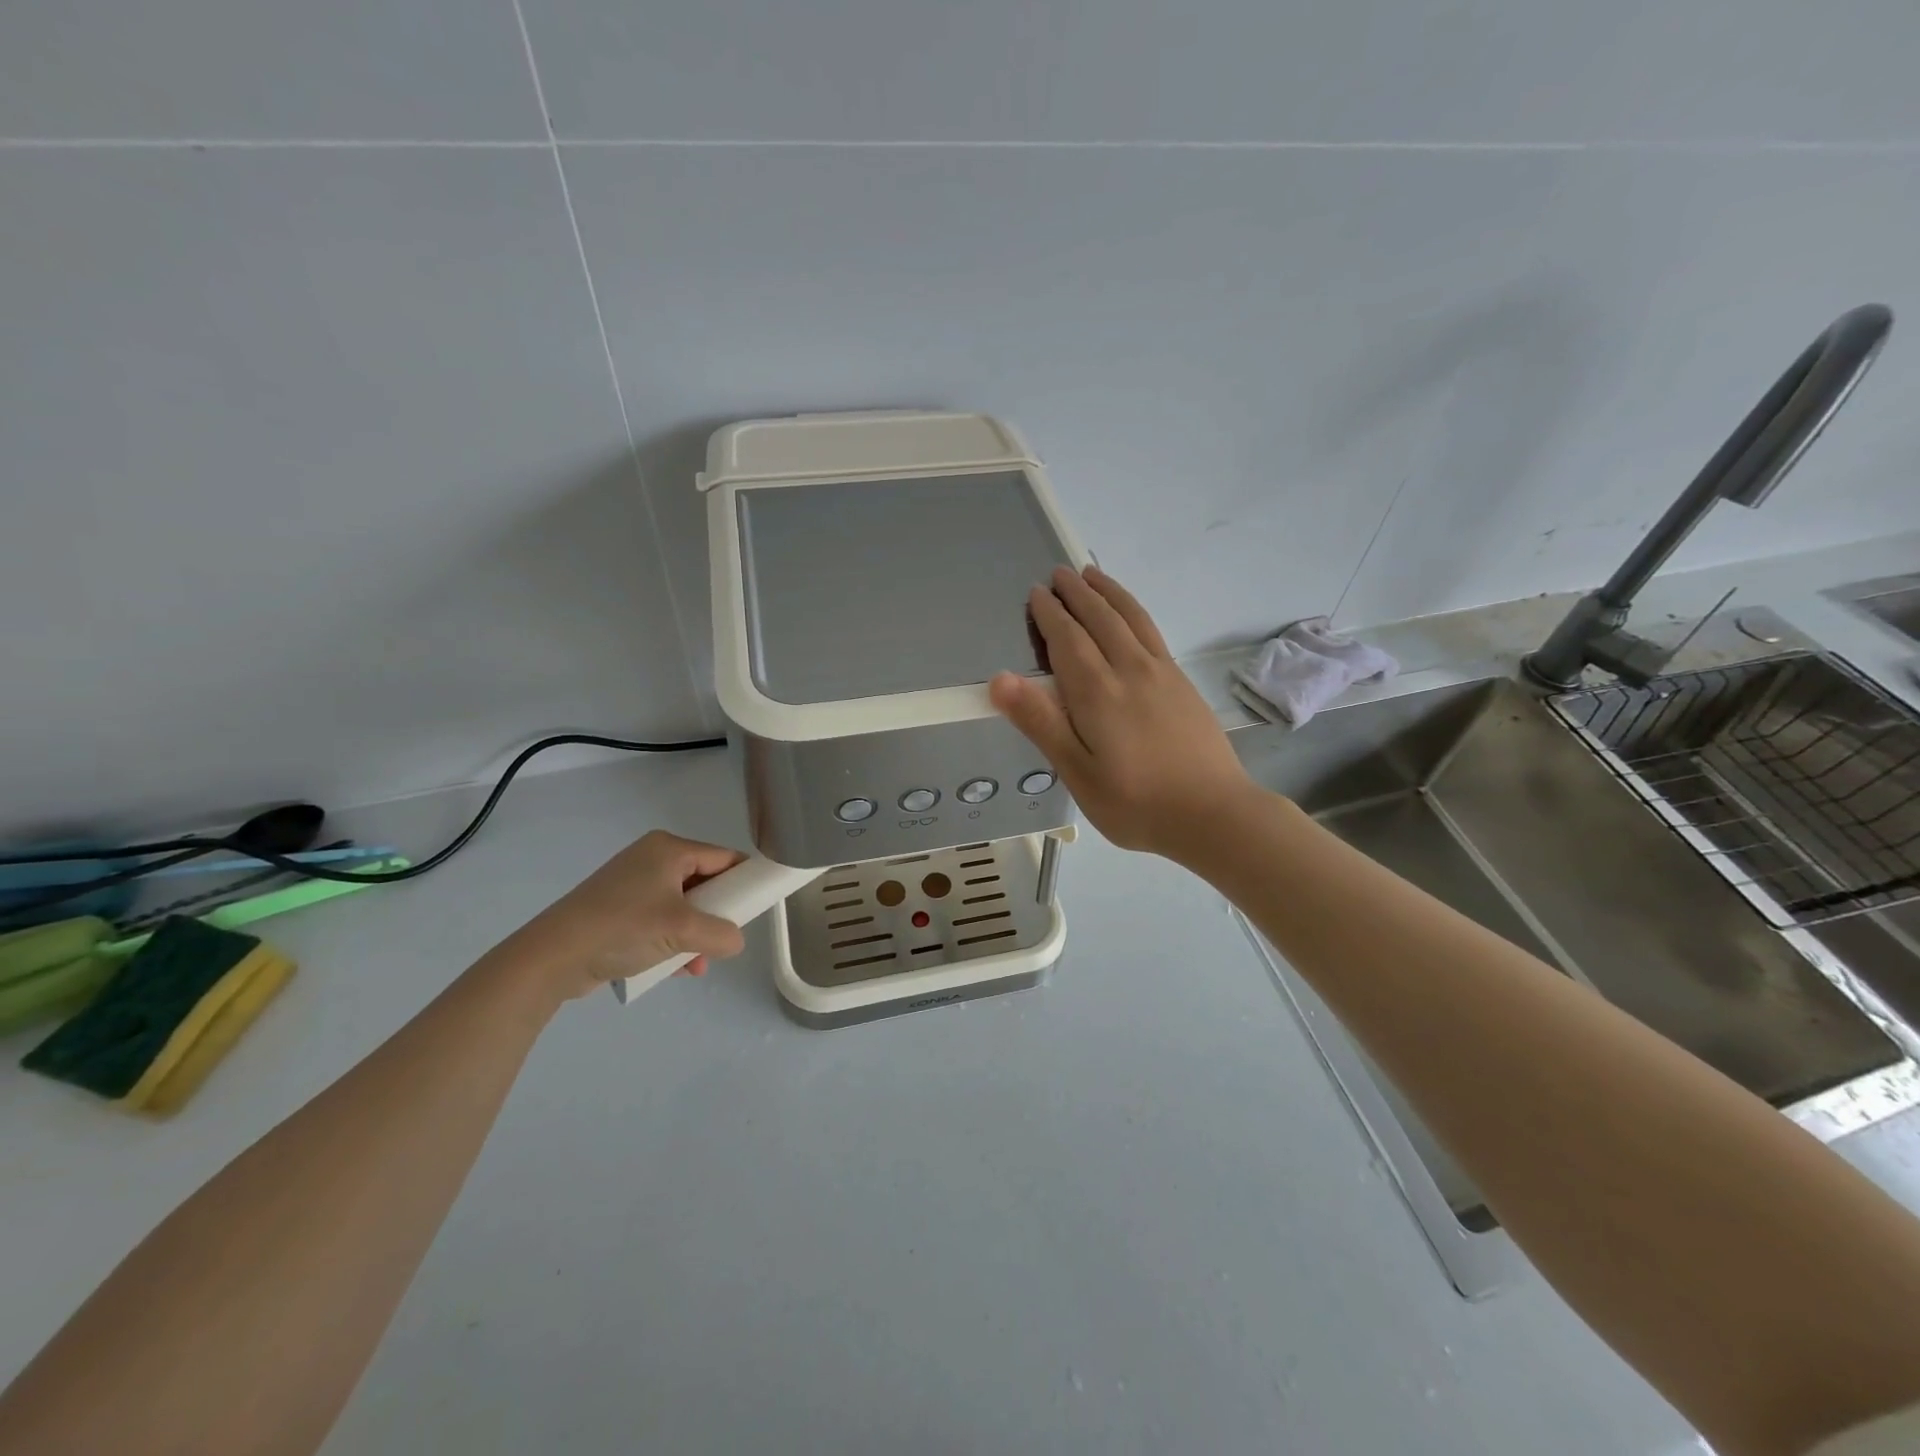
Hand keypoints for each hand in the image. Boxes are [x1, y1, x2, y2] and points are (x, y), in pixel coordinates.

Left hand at [491, 831, 747, 1001]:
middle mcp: (652, 860)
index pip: (723, 857)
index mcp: (669, 849)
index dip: (744, 880)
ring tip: (697, 964)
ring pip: (683, 907)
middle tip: (724, 939)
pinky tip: (675, 969)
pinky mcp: (618, 911)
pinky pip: (660, 921)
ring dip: (695, 935)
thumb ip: (721, 934)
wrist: (552, 957)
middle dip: (717, 915)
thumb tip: (735, 942)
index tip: (758, 906)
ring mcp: (632, 886)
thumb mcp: (682, 929)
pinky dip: (672, 941)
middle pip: (704, 883)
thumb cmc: (623, 928)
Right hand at [991, 565, 1257, 861]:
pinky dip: (1134, 610)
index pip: (1067, 639)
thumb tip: (1000, 678)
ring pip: (1131, 618)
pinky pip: (1151, 631)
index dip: (1050, 614)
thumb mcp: (1077, 772)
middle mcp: (1130, 670)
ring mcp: (1162, 674)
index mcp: (1098, 692)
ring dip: (1108, 593)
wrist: (1214, 814)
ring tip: (1092, 575)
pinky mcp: (1182, 683)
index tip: (1036, 593)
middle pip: (1100, 619)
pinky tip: (1131, 615)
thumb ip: (1041, 722)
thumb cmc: (1136, 803)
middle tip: (1058, 573)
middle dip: (1077, 594)